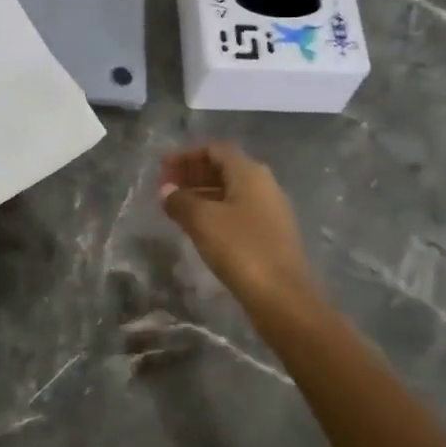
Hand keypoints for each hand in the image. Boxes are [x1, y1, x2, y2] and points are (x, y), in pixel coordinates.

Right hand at [159, 142, 319, 316]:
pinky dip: (214, 211)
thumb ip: (180, 200)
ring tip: (175, 207)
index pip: (215, 149)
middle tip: (165, 186)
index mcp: (250, 173)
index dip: (186, 155)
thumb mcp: (203, 220)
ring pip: (229, 191)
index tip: (162, 168)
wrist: (283, 297)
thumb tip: (166, 190)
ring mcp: (269, 211)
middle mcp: (263, 185)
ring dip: (201, 193)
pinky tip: (198, 228)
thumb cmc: (241, 249)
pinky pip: (236, 211)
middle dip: (192, 173)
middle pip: (223, 168)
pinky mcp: (270, 235)